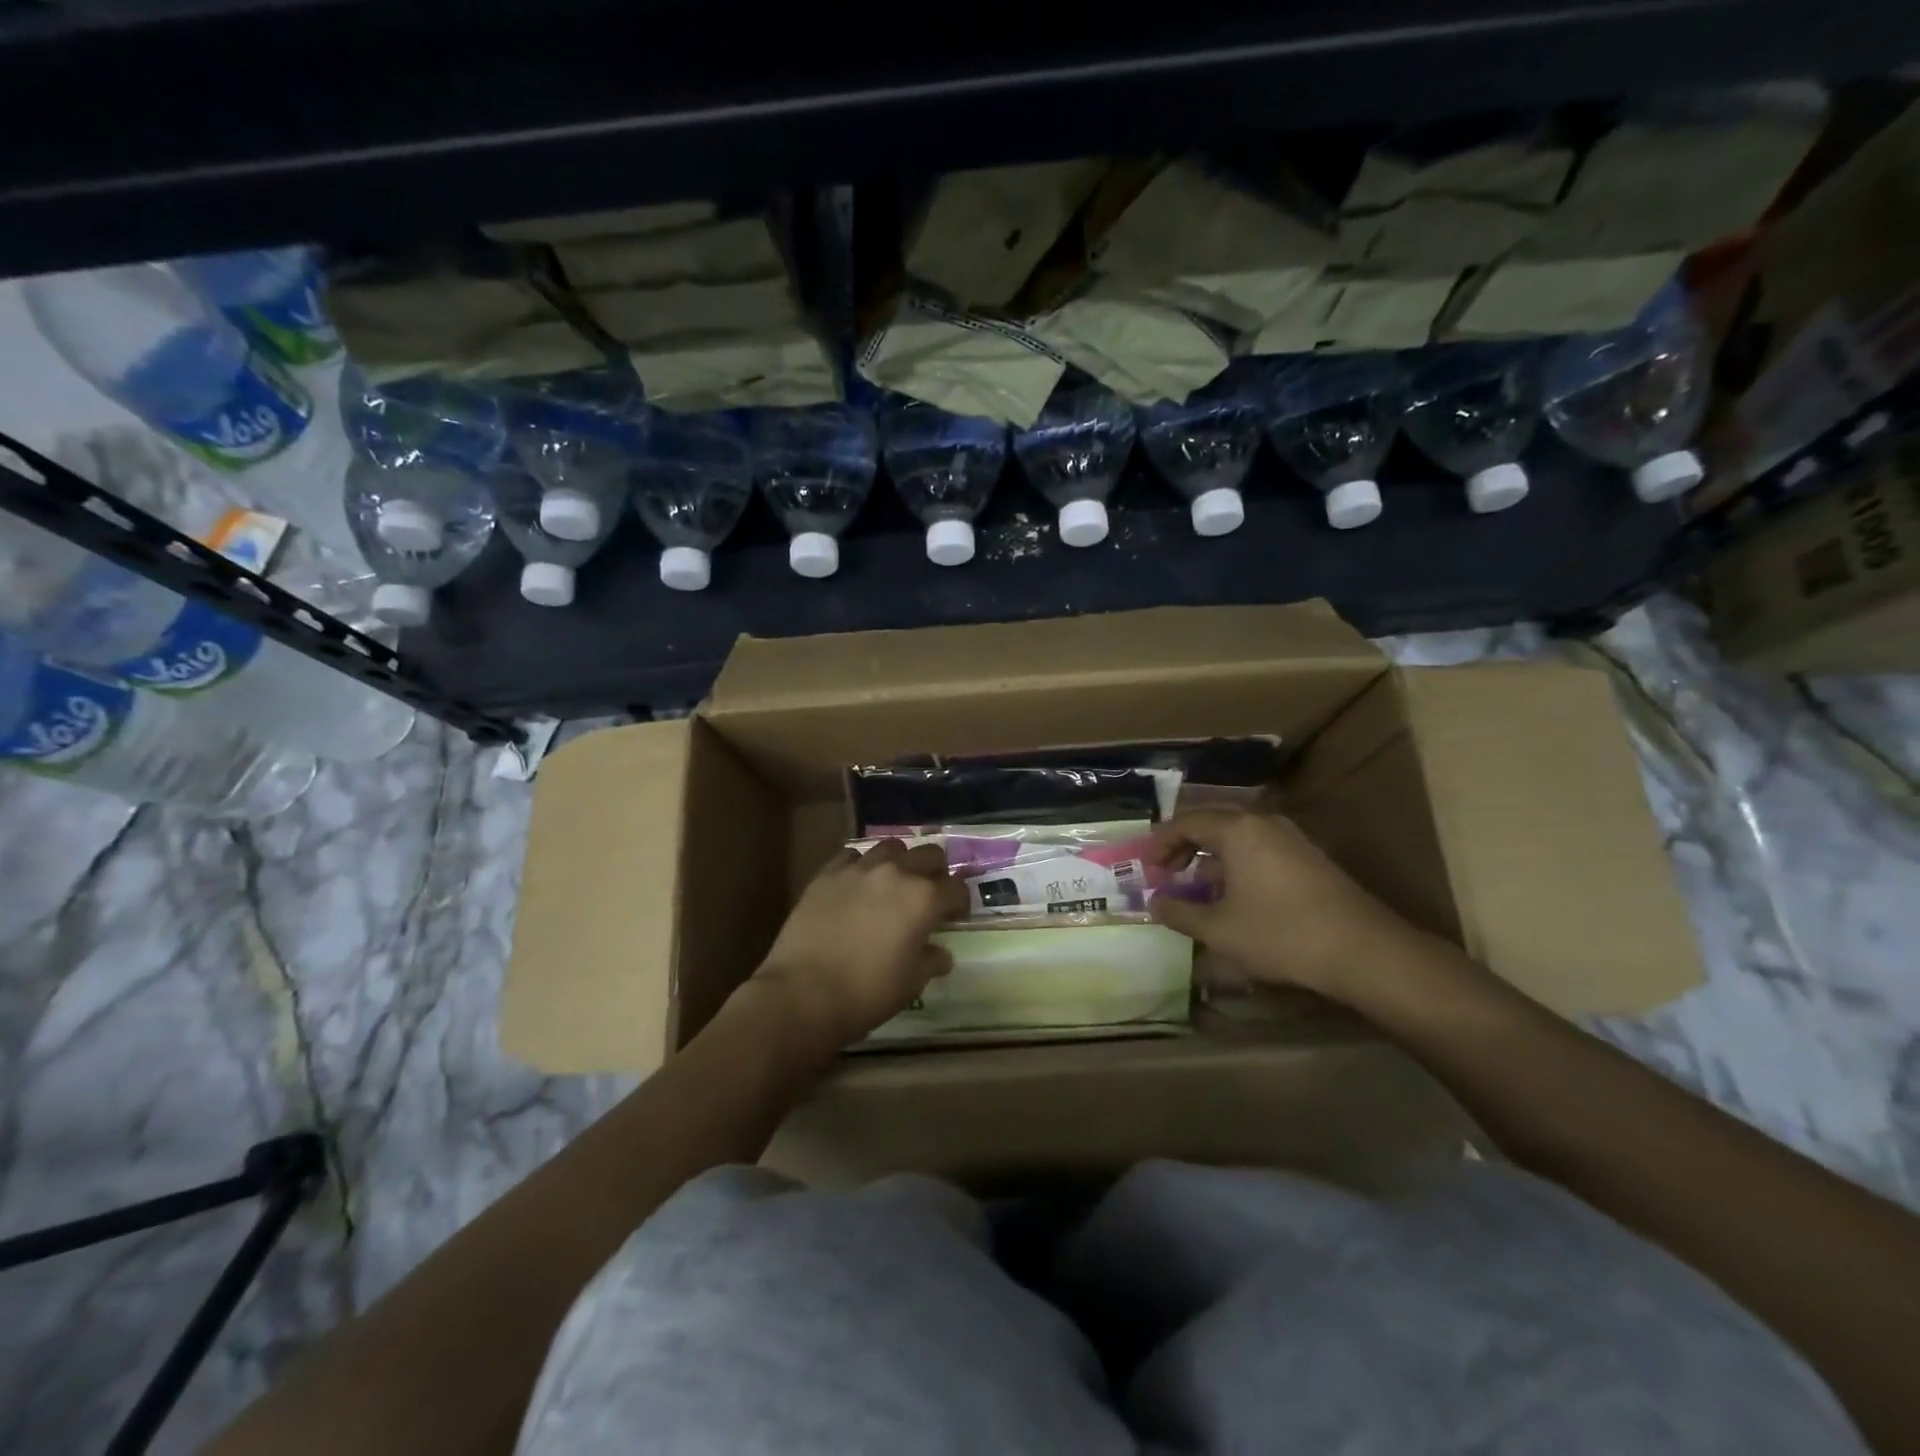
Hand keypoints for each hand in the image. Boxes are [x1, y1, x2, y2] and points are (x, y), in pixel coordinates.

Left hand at [751, 839, 968, 1048]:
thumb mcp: (911, 983)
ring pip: (891, 847)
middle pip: (929, 855)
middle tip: (930, 895)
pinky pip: (852, 856)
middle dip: (936, 873)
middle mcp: (896, 873)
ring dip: (900, 861)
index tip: (955, 917)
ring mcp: (859, 869)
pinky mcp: (828, 873)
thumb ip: (931, 961)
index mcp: (924, 898)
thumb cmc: (867, 992)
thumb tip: (940, 953)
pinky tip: (858, 883)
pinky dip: (862, 865)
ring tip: (894, 882)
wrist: (803, 992)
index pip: (956, 888)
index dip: (960, 903)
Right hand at [1146, 808, 1430, 1002]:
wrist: (1362, 951)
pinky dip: (1237, 864)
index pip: (1186, 822)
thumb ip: (1180, 912)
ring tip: (1197, 886)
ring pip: (1239, 837)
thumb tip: (1156, 903)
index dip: (1161, 843)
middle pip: (1213, 822)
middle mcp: (1264, 823)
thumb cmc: (1280, 934)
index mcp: (1237, 830)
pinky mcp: (1310, 859)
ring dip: (1211, 856)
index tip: (1147, 867)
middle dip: (1184, 844)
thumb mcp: (1219, 929)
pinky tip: (1235, 896)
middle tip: (1166, 871)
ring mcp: (1292, 839)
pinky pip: (1260, 849)